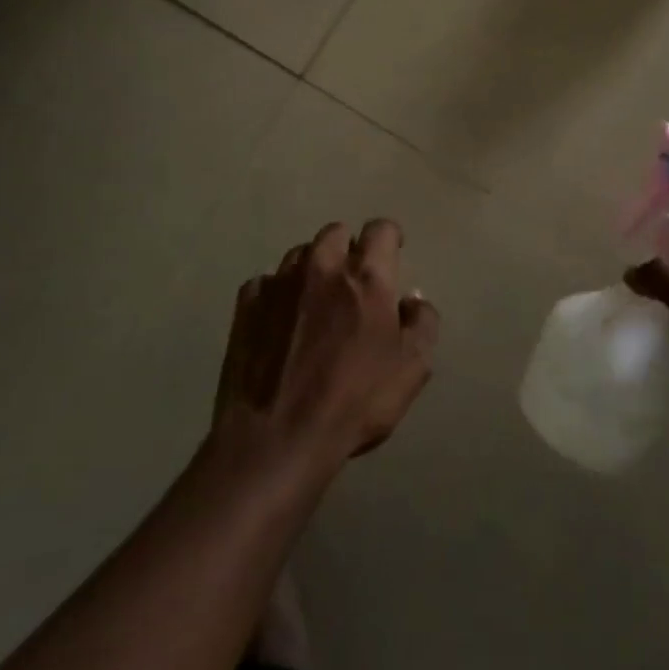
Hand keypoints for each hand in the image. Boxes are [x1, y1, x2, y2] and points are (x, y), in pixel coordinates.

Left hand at [211, 219, 438, 477]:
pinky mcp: (247, 305)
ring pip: (300, 254)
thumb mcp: (411, 369)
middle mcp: (322, 267)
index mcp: (366, 277)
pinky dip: (277, 295)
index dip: (389, 238)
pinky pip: (266, 283)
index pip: (381, 229)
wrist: (276, 440)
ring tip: (315, 303)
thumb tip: (412, 299)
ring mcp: (279, 283)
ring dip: (312, 269)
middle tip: (353, 283)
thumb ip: (422, 324)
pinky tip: (280, 324)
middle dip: (348, 250)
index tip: (392, 255)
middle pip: (336, 233)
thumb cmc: (354, 403)